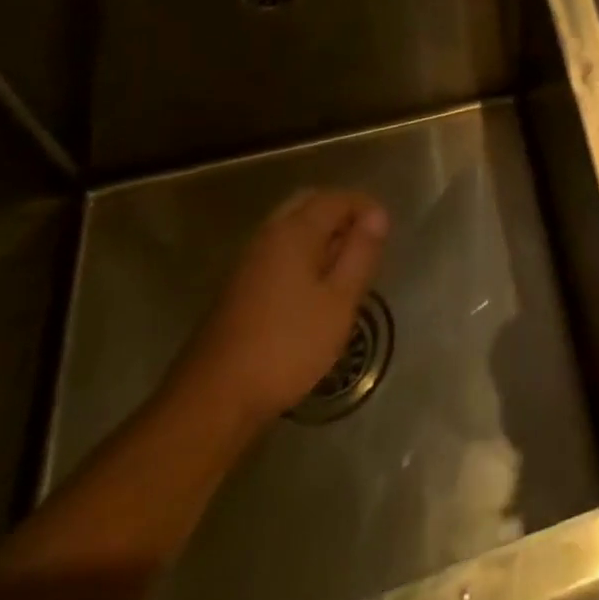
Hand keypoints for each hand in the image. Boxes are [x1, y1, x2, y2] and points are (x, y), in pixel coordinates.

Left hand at [170, 188, 388, 427]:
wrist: (212, 401)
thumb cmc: (287, 346)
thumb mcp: (339, 301)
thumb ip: (360, 253)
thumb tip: (377, 215)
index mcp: (295, 231)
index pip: (337, 198)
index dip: (366, 207)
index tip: (385, 232)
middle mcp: (268, 235)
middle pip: (309, 204)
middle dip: (340, 214)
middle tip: (364, 242)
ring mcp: (248, 261)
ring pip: (291, 228)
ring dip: (320, 234)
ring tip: (343, 266)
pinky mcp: (237, 288)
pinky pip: (277, 251)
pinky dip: (301, 253)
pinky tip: (312, 288)